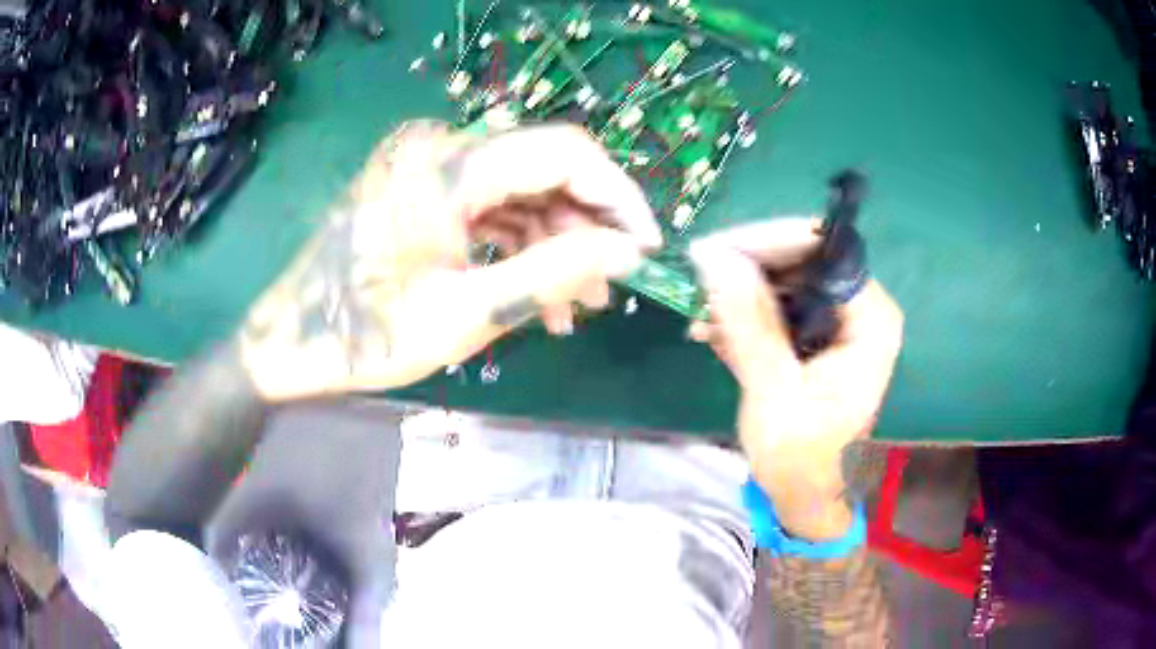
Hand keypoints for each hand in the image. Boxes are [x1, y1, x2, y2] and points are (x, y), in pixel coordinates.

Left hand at [241, 122, 660, 399]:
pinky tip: (534, 294)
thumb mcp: (467, 314)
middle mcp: (442, 150)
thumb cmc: (366, 335)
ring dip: (555, 243)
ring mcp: (429, 170)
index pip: (565, 152)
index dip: (617, 196)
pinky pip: (490, 208)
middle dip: (587, 228)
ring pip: (521, 191)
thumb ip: (553, 273)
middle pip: (545, 169)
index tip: (645, 248)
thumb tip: (628, 251)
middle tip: (609, 289)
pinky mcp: (422, 192)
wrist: (289, 344)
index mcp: (449, 166)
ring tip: (574, 307)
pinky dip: (519, 246)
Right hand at [689, 218, 902, 539]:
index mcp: (871, 321)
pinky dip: (744, 315)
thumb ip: (751, 324)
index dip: (768, 243)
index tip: (714, 251)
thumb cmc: (802, 457)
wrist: (806, 495)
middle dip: (747, 269)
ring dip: (739, 294)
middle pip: (802, 261)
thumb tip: (717, 259)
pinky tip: (710, 330)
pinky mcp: (817, 336)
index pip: (824, 253)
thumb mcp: (774, 392)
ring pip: (785, 281)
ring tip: (698, 312)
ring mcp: (839, 322)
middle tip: (697, 280)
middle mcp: (861, 311)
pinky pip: (779, 306)